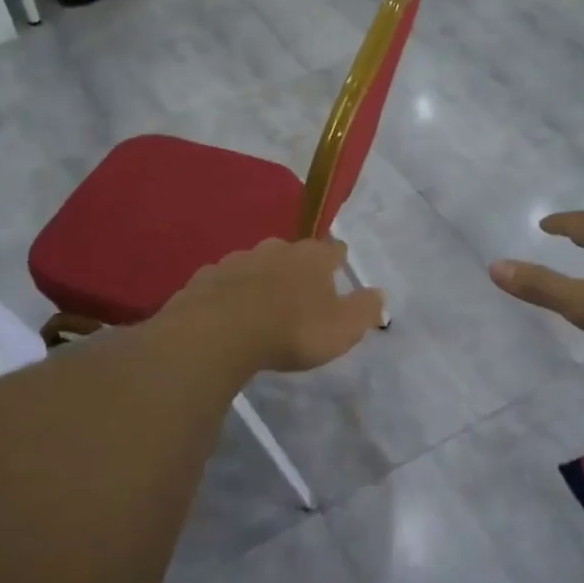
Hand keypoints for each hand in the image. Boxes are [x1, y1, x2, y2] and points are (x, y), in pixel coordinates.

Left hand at [163, 237, 385, 373]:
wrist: (219, 333)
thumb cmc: (292, 330)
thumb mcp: (343, 328)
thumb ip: (364, 309)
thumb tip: (379, 294)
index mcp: (312, 257)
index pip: (333, 249)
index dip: (338, 261)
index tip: (339, 272)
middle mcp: (275, 249)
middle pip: (292, 253)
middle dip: (297, 269)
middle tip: (300, 295)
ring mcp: (236, 260)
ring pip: (255, 265)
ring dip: (261, 280)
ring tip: (262, 307)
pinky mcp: (205, 278)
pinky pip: (223, 283)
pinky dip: (229, 293)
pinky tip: (228, 313)